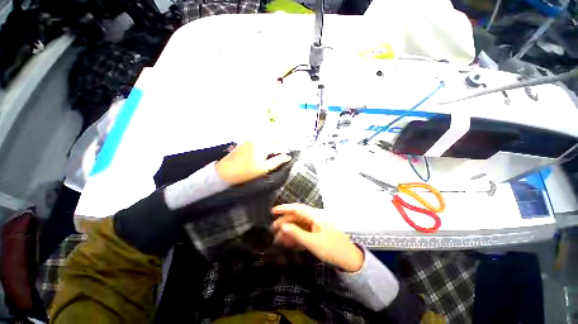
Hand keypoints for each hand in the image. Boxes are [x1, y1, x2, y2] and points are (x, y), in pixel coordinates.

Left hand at [215, 142, 291, 184]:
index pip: (278, 147)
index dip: (285, 150)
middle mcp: (258, 139)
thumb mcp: (264, 169)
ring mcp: (251, 139)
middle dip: (280, 142)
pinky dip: (265, 141)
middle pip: (273, 137)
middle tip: (283, 149)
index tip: (289, 154)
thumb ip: (277, 161)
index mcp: (263, 146)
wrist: (226, 172)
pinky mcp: (246, 141)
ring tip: (276, 149)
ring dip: (273, 141)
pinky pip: (259, 138)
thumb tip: (288, 157)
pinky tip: (266, 148)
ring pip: (266, 137)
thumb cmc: (246, 172)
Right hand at [271, 204, 363, 272]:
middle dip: (284, 222)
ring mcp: (316, 224)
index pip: (297, 208)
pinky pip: (304, 230)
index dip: (284, 209)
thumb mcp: (313, 242)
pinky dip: (296, 235)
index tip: (273, 211)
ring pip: (299, 224)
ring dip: (289, 230)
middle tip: (272, 229)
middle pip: (296, 216)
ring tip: (278, 238)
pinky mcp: (317, 231)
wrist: (350, 258)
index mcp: (315, 215)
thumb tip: (282, 227)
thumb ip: (296, 233)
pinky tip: (289, 241)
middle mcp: (315, 217)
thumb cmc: (332, 248)